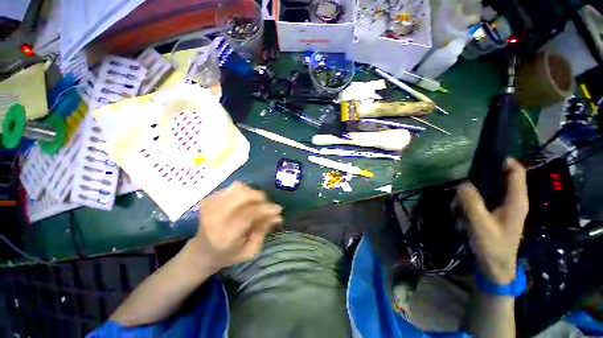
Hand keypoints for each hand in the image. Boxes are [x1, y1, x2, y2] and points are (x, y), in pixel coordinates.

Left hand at [189, 182, 282, 271]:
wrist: (201, 252)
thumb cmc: (228, 255)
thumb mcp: (249, 251)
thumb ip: (263, 232)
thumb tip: (277, 216)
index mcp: (225, 235)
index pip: (249, 214)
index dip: (266, 209)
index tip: (278, 209)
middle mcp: (215, 217)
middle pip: (242, 195)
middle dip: (260, 197)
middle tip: (267, 205)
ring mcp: (210, 206)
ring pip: (238, 188)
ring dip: (252, 193)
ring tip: (256, 203)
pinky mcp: (209, 199)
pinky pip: (232, 187)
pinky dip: (243, 191)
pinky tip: (245, 201)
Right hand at [457, 158, 528, 284]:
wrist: (497, 266)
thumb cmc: (492, 246)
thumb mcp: (480, 225)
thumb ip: (471, 202)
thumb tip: (460, 183)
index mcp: (517, 200)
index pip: (516, 171)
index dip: (504, 160)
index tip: (483, 153)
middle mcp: (515, 199)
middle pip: (506, 175)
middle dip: (488, 167)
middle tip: (466, 164)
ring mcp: (507, 205)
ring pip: (497, 183)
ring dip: (481, 179)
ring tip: (462, 177)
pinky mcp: (498, 210)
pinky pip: (490, 193)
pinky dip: (479, 189)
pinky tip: (465, 192)